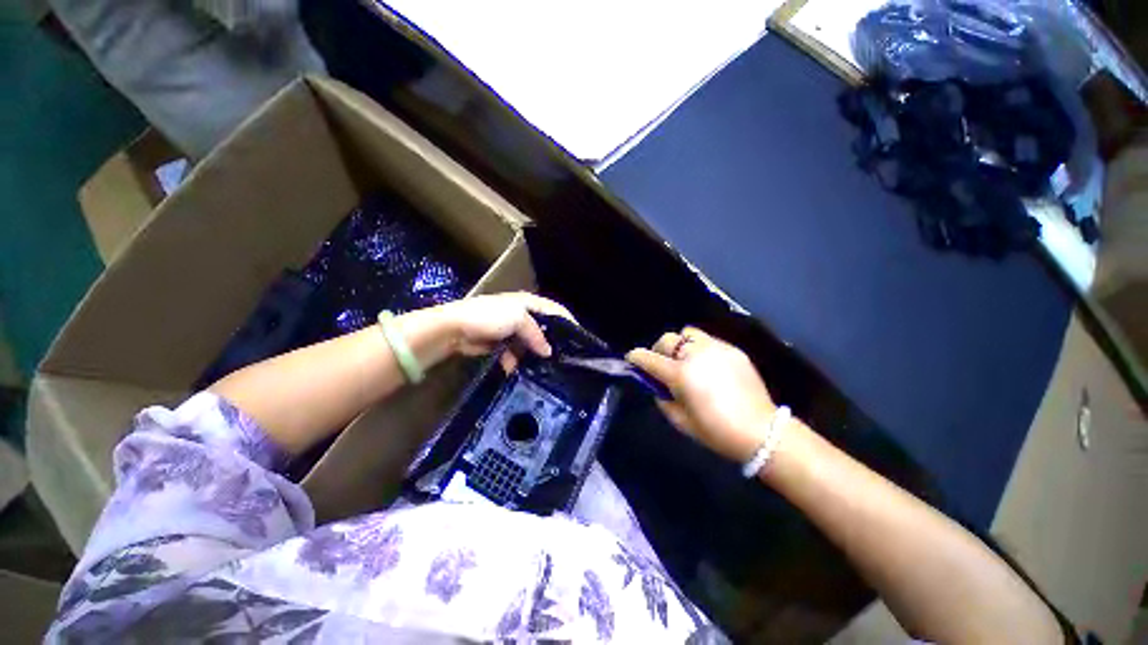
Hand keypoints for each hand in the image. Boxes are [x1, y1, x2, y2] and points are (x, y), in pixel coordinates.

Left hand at [435, 292, 574, 367]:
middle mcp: (521, 314)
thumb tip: (549, 352)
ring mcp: (510, 329)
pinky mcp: (500, 342)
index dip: (567, 321)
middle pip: (543, 328)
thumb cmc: (489, 317)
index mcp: (528, 303)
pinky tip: (514, 368)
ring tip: (541, 367)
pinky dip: (515, 360)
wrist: (454, 328)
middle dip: (550, 342)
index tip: (579, 337)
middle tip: (563, 357)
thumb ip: (536, 334)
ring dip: (532, 354)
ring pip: (529, 343)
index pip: (554, 309)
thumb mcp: (518, 319)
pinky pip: (515, 352)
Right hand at [627, 327, 778, 462]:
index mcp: (680, 374)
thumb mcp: (680, 421)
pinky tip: (707, 366)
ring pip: (687, 333)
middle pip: (667, 339)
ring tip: (686, 361)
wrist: (761, 432)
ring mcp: (716, 348)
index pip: (648, 358)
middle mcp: (695, 354)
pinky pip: (708, 340)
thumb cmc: (716, 432)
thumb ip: (662, 398)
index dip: (636, 357)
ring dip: (680, 345)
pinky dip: (699, 348)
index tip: (632, 360)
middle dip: (658, 350)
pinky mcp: (732, 350)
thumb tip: (657, 385)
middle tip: (663, 365)